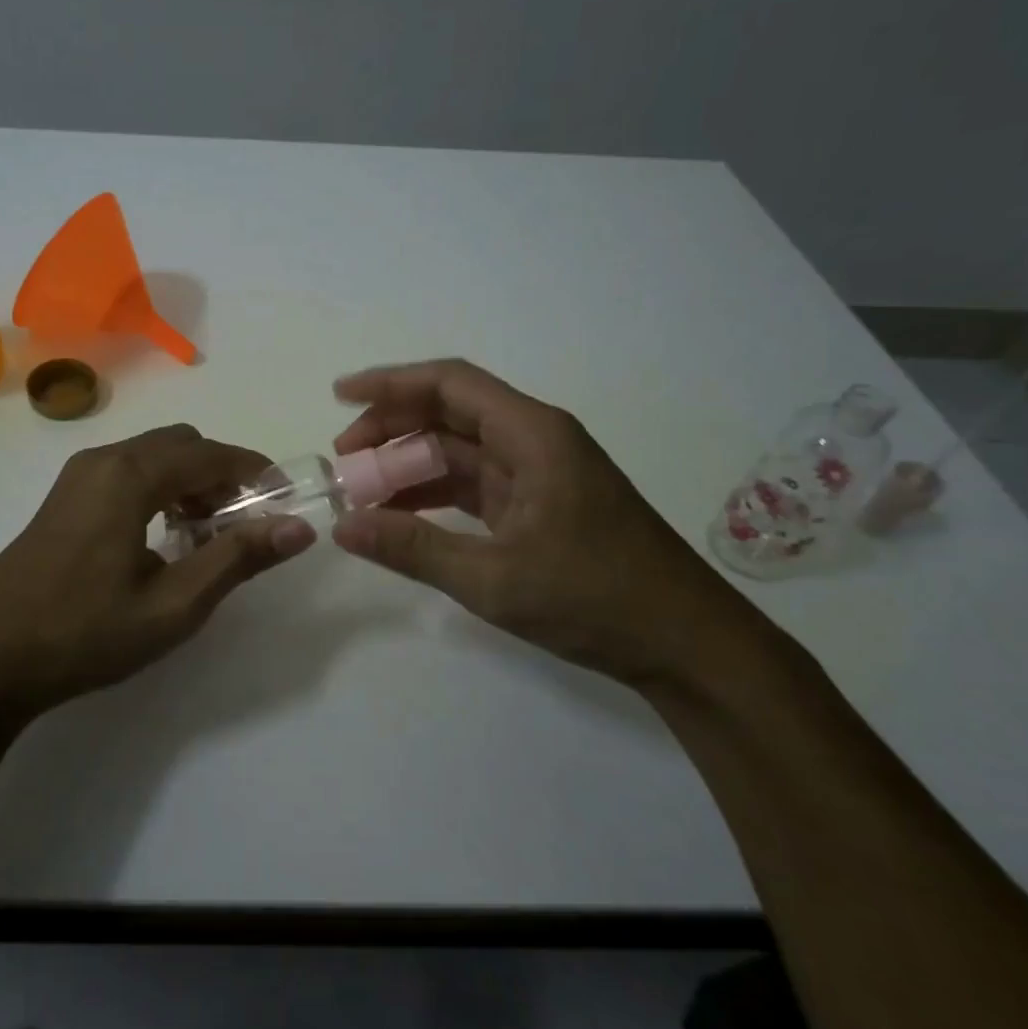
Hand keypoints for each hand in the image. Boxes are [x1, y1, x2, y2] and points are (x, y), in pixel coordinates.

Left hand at [0, 424, 314, 717]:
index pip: (211, 454)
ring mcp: (77, 475)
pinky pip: (126, 471)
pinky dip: (158, 487)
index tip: (284, 500)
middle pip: (182, 445)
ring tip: (203, 535)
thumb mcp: (174, 604)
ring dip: (189, 481)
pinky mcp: (63, 496)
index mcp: (130, 476)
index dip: (255, 472)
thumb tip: (298, 528)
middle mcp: (103, 460)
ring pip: (152, 455)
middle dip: (221, 474)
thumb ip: (237, 558)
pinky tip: (160, 536)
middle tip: (241, 524)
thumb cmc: (86, 633)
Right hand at [331, 359, 746, 685]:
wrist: (686, 644)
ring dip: (410, 464)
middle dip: (392, 428)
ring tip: (361, 490)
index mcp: (533, 435)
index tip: (340, 395)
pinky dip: (435, 493)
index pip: (451, 384)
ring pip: (459, 450)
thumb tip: (343, 526)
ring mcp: (538, 474)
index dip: (391, 384)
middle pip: (450, 413)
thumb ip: (413, 548)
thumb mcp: (494, 578)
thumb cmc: (595, 599)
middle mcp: (535, 441)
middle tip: (343, 458)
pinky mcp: (539, 505)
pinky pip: (474, 484)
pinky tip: (401, 515)